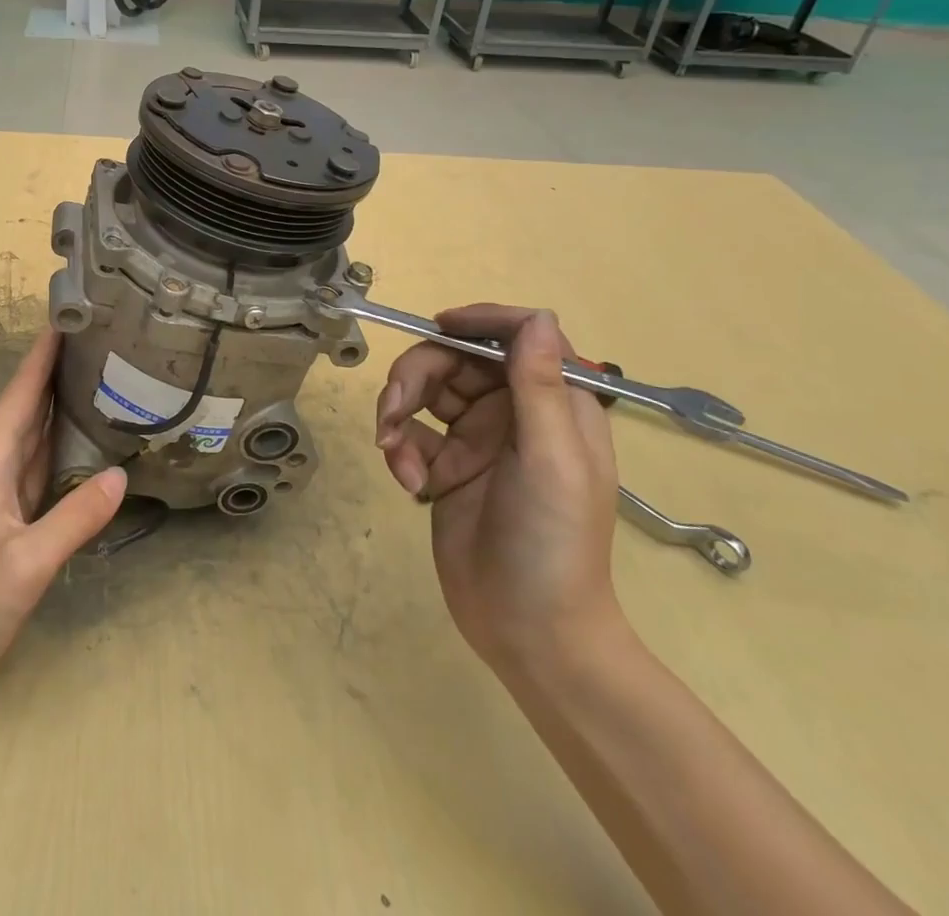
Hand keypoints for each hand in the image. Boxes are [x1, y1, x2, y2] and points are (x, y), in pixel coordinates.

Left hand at [0, 328, 126, 701]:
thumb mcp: (26, 561)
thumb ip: (74, 517)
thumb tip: (122, 475)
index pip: (19, 397)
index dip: (39, 357)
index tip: (63, 319)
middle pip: (27, 408)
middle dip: (54, 371)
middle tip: (95, 339)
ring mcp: (0, 496)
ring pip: (34, 436)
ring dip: (58, 404)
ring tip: (96, 375)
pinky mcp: (10, 520)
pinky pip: (40, 467)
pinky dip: (61, 446)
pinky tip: (86, 440)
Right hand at [375, 306, 622, 668]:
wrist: (530, 634)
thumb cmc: (554, 543)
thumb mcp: (551, 460)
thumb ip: (540, 386)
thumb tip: (540, 316)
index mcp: (554, 404)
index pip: (520, 337)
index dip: (480, 321)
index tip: (438, 327)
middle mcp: (514, 413)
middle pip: (456, 360)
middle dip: (418, 376)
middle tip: (394, 410)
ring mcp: (477, 440)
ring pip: (425, 392)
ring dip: (399, 412)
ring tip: (393, 452)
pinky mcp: (445, 467)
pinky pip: (410, 434)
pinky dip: (399, 449)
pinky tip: (407, 482)